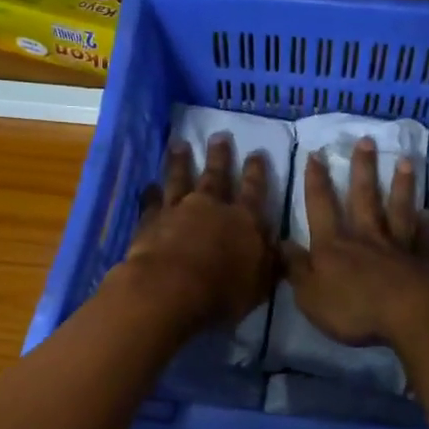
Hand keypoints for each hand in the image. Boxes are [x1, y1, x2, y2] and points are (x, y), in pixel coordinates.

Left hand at [113, 135, 277, 331]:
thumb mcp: (259, 285)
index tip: (257, 153)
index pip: (254, 191)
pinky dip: (150, 194)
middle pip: (216, 176)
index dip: (256, 172)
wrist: (170, 290)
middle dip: (219, 156)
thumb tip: (281, 246)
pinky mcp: (150, 222)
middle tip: (218, 136)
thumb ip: (269, 263)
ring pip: (180, 179)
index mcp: (244, 221)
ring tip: (179, 145)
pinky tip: (148, 186)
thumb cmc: (222, 292)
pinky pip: (151, 203)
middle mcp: (211, 207)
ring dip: (180, 162)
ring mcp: (178, 211)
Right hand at [283, 137, 428, 349]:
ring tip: (406, 161)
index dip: (316, 182)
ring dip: (401, 186)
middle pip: (364, 198)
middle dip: (362, 169)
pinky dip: (428, 226)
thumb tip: (281, 243)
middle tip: (366, 141)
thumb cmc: (353, 308)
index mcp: (333, 246)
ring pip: (398, 211)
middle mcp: (366, 238)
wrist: (410, 316)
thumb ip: (296, 268)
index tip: (316, 154)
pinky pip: (425, 239)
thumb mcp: (310, 295)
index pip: (321, 207)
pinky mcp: (424, 262)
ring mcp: (398, 248)